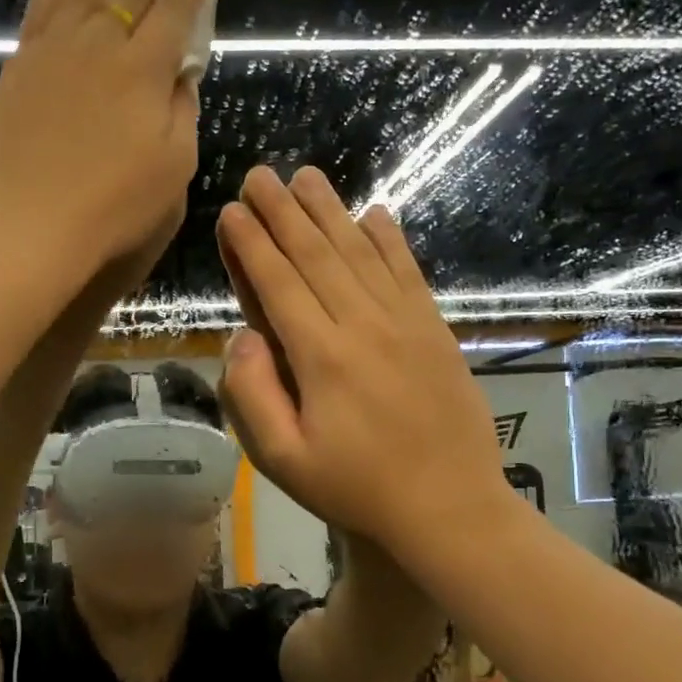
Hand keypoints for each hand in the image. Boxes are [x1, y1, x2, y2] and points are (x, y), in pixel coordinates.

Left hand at [0, 0, 208, 278]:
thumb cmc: (113, 207)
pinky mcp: (19, 68)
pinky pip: (41, 12)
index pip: (174, 11)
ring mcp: (54, 52)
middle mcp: (101, 46)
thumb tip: (179, 76)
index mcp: (146, 70)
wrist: (28, 223)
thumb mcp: (173, 169)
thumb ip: (181, 114)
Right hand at [215, 166, 513, 572]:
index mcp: (321, 357)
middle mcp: (363, 324)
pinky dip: (389, 239)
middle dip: (283, 212)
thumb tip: (241, 336)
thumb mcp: (284, 460)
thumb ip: (253, 394)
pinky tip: (375, 213)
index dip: (252, 244)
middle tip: (261, 174)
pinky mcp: (435, 330)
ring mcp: (405, 322)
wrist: (449, 507)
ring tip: (307, 176)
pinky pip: (408, 271)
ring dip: (330, 211)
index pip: (278, 284)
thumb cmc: (357, 489)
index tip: (232, 210)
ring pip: (360, 253)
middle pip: (316, 255)